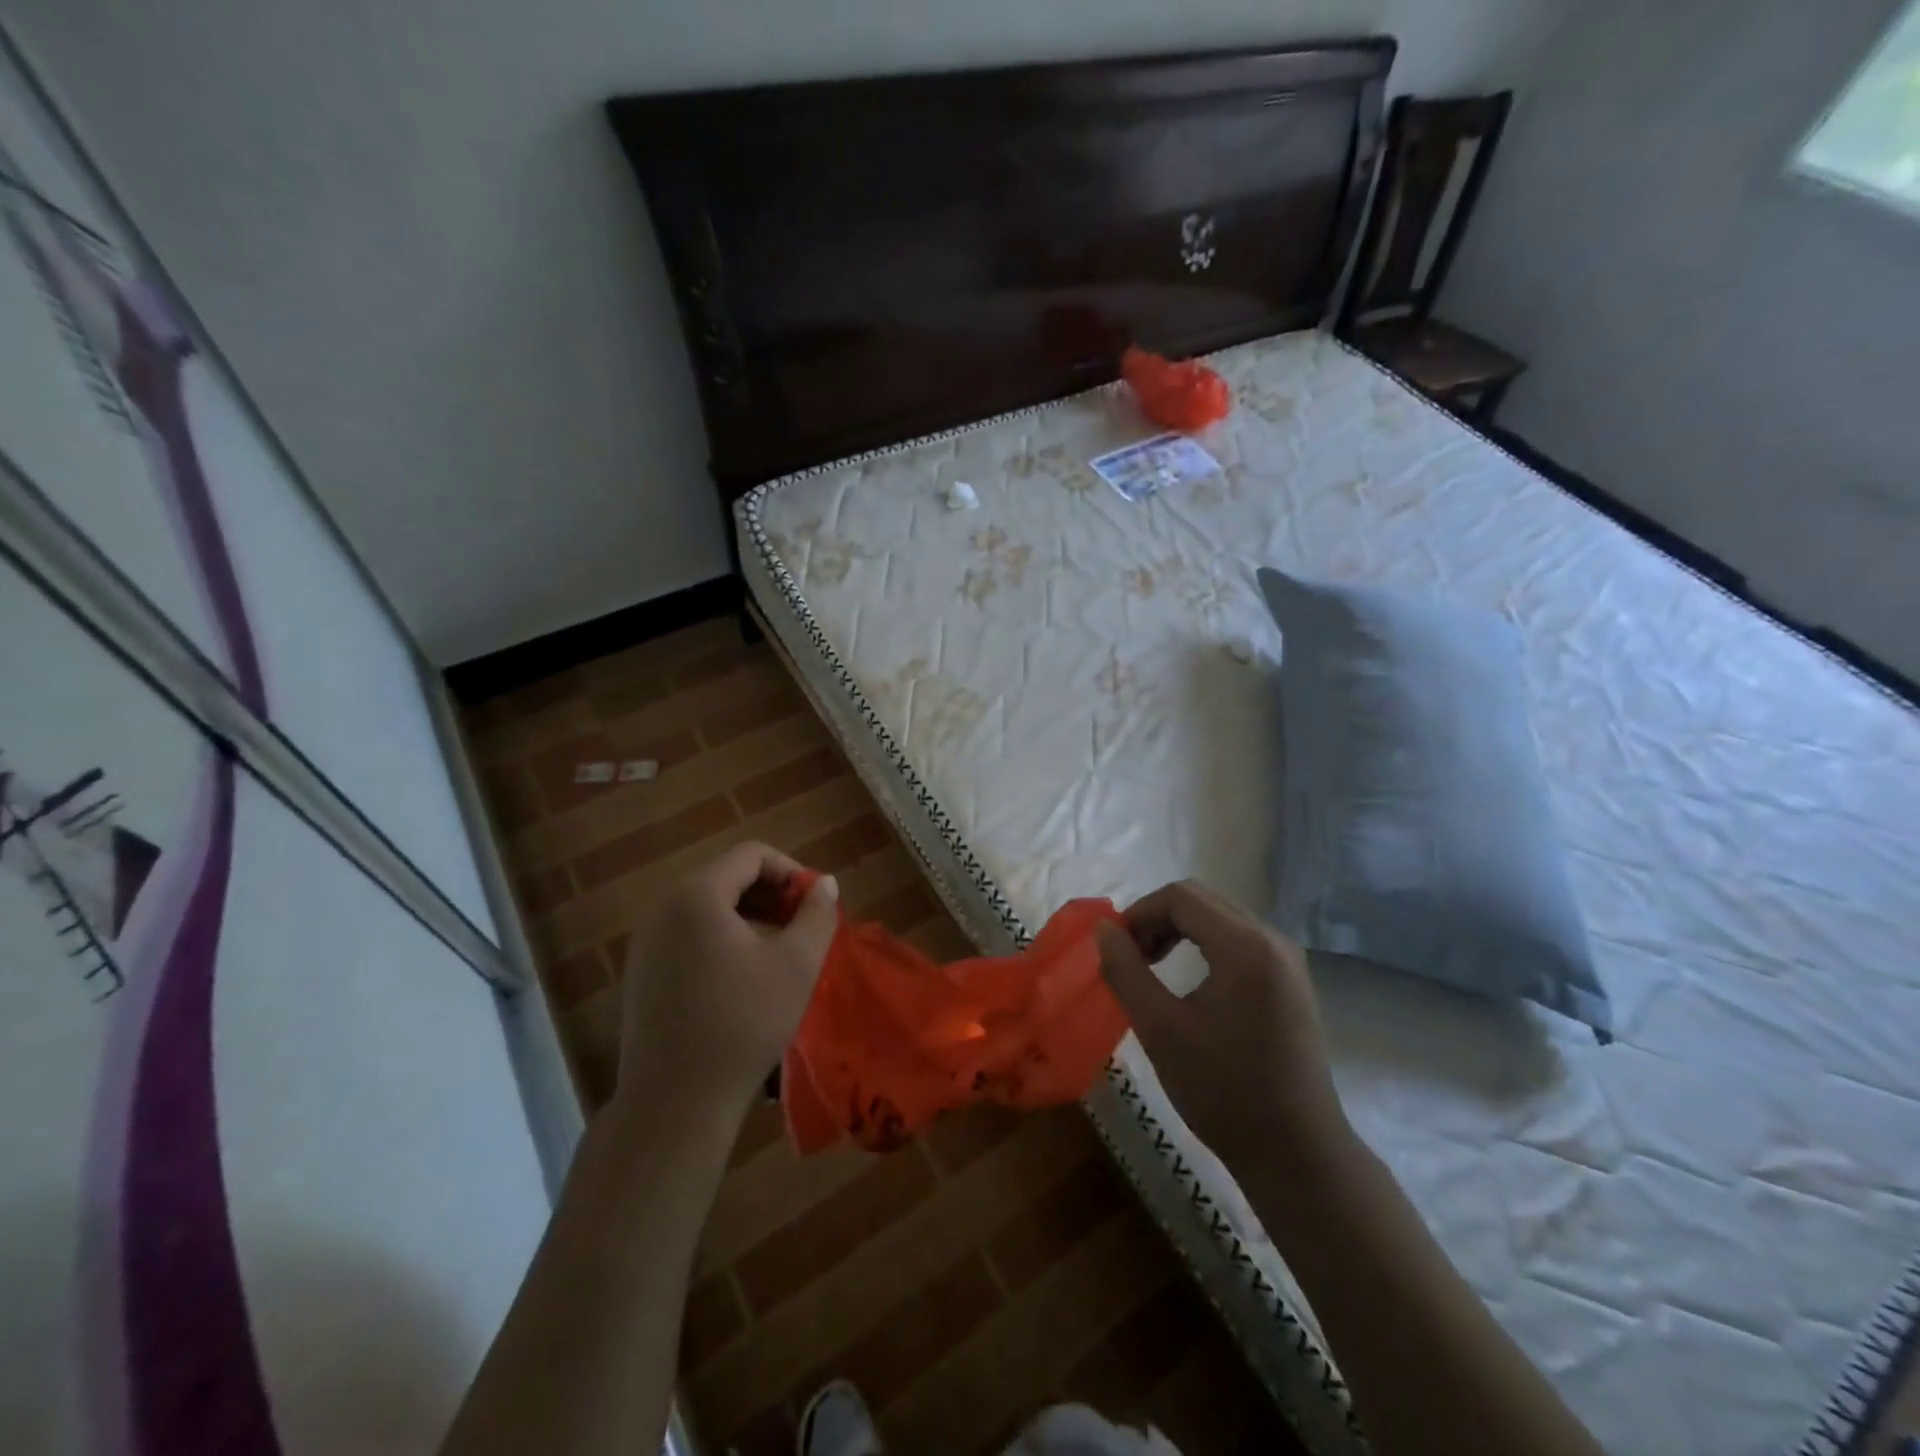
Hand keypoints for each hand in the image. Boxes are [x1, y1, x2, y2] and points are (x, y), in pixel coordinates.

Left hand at [614, 842, 838, 1123]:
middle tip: (803, 927)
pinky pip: (689, 935)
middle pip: (727, 878)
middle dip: (772, 895)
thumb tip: (825, 884)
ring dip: (750, 917)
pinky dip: (723, 939)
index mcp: (697, 895)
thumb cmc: (743, 1023)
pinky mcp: (642, 973)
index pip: (752, 855)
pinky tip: (744, 977)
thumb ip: (816, 914)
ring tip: (780, 951)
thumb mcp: (796, 964)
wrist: (675, 1103)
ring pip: (708, 908)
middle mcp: (664, 907)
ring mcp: (646, 941)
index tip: (815, 904)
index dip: (792, 871)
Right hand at [1095, 881, 1348, 1169]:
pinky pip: (1240, 941)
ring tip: (1152, 967)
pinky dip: (1205, 947)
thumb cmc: (1223, 1091)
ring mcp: (1288, 962)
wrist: (1297, 1154)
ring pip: (1221, 918)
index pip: (1181, 896)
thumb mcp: (1160, 1029)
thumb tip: (1104, 929)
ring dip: (1180, 931)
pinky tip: (1190, 983)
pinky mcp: (1291, 982)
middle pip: (1202, 901)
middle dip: (1158, 919)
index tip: (1117, 949)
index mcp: (1245, 947)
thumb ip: (1125, 971)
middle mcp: (1273, 941)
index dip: (1139, 913)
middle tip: (1131, 958)